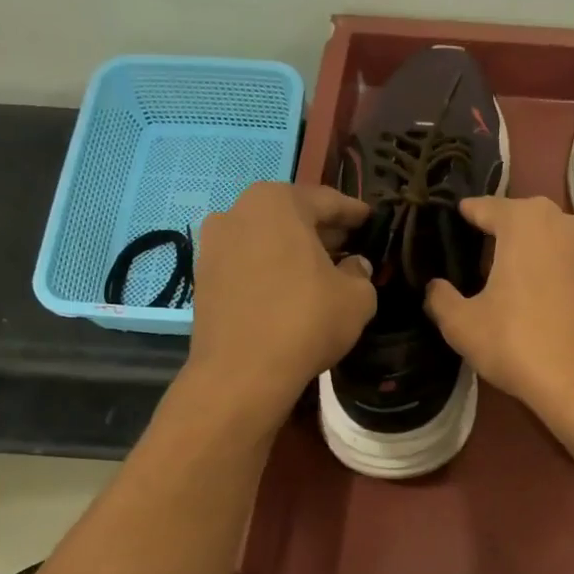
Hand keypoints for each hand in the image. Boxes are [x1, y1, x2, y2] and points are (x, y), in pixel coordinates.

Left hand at [183, 183, 376, 421]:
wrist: (241, 372)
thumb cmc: (305, 322)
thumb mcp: (356, 298)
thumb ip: (361, 273)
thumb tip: (354, 265)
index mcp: (278, 202)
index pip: (328, 201)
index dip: (355, 213)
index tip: (372, 221)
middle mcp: (239, 210)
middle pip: (292, 216)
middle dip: (321, 231)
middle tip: (349, 248)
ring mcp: (213, 243)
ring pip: (266, 239)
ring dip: (292, 251)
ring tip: (318, 273)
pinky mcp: (201, 276)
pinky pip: (246, 264)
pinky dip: (268, 271)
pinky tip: (287, 292)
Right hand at [424, 195, 573, 432]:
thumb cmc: (519, 345)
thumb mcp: (463, 325)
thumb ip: (440, 298)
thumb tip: (435, 287)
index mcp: (527, 220)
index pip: (486, 207)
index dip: (467, 215)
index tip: (455, 218)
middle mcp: (568, 221)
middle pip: (524, 221)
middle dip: (502, 236)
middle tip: (479, 260)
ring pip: (553, 242)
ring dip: (533, 255)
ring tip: (512, 282)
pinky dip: (557, 275)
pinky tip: (545, 301)